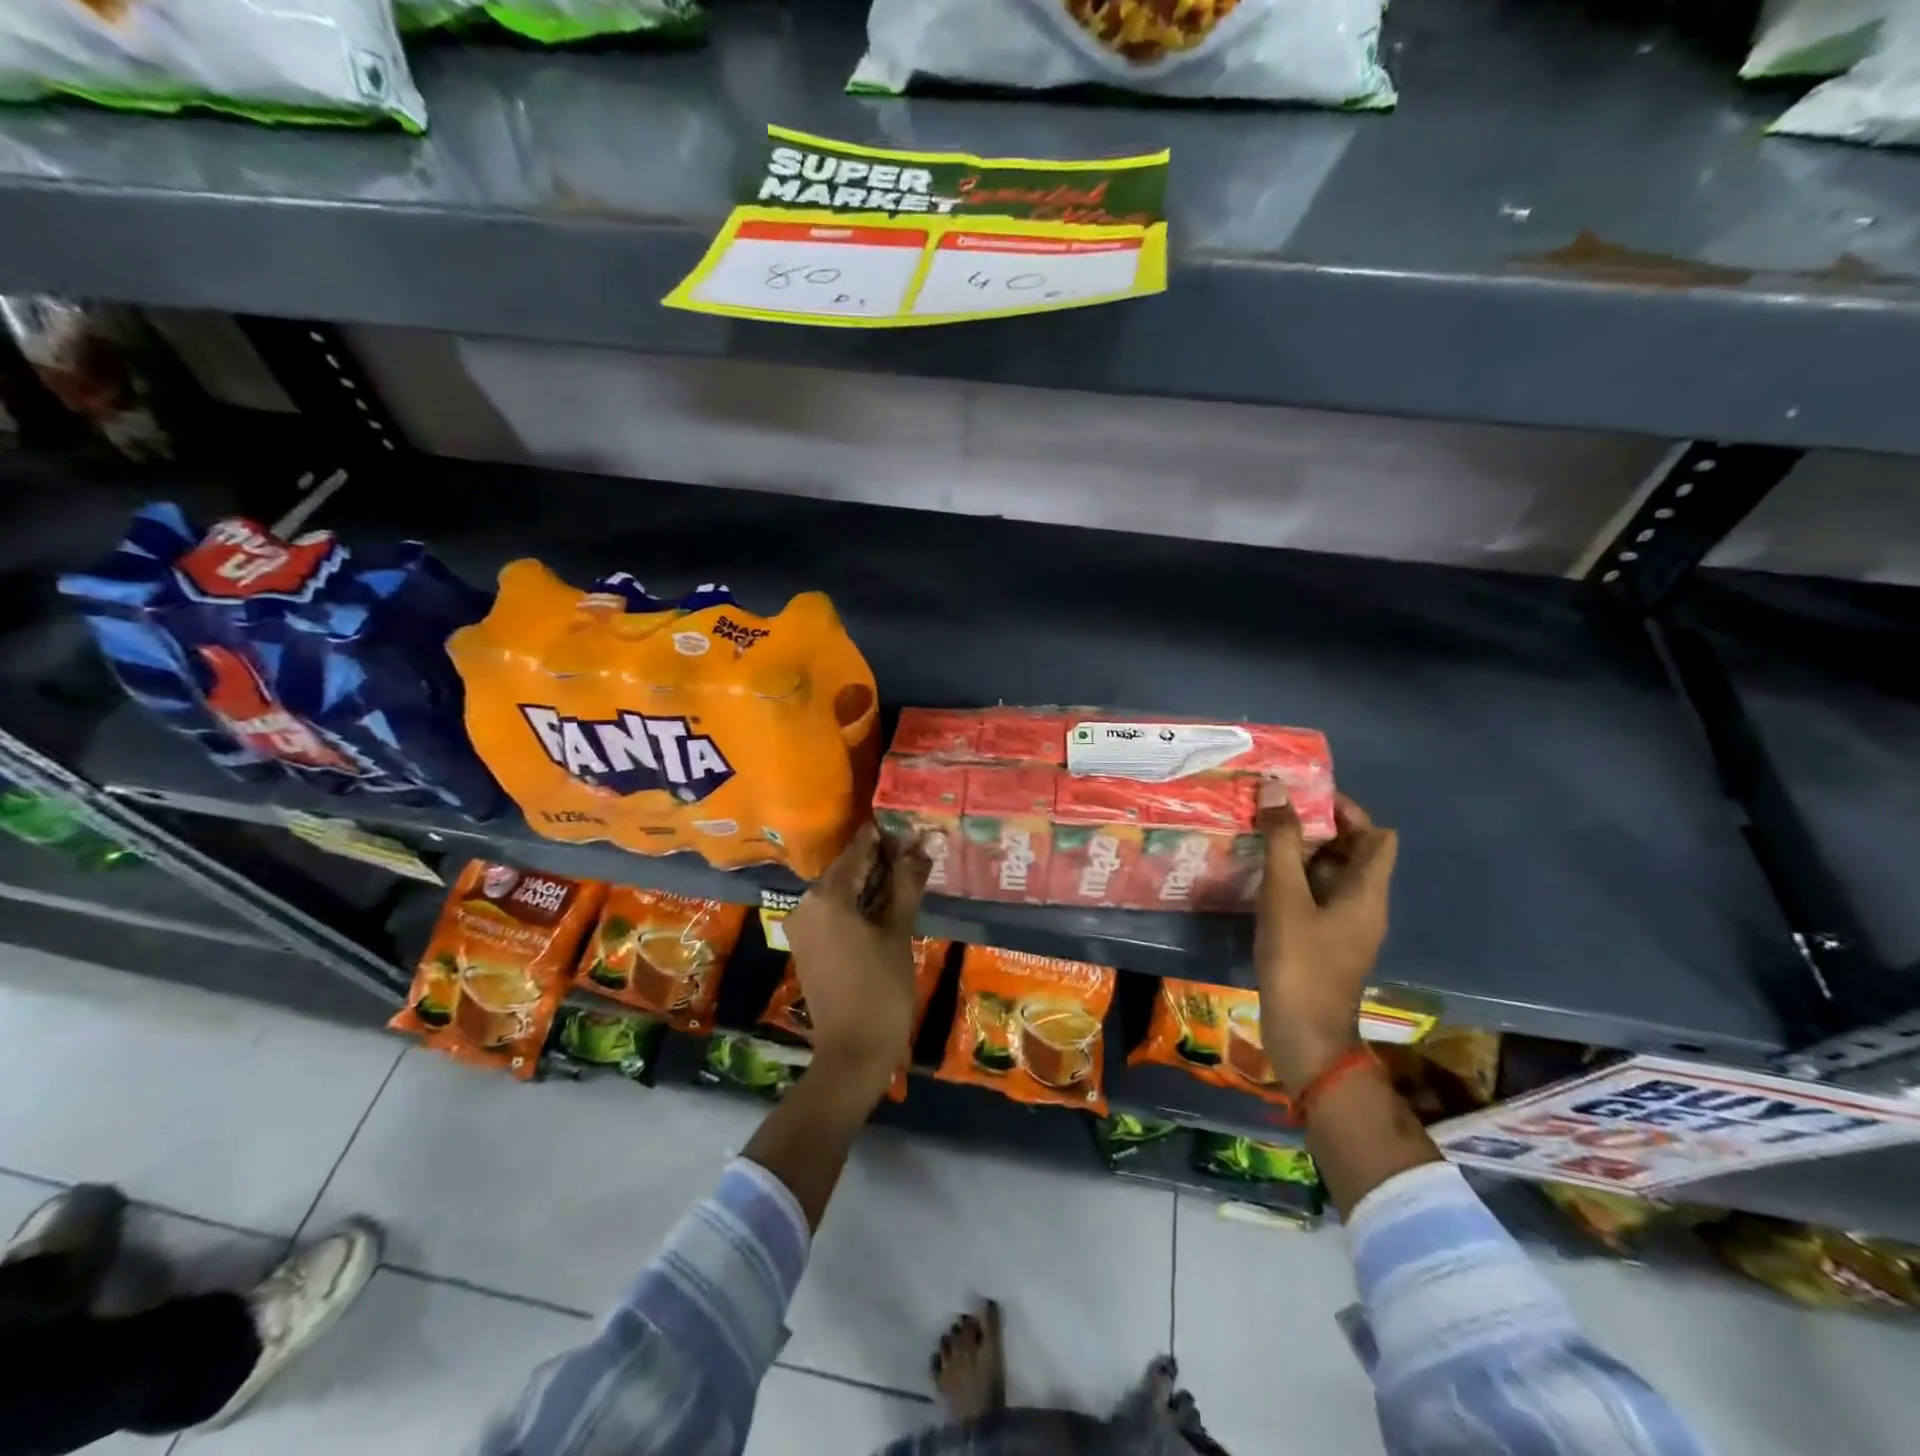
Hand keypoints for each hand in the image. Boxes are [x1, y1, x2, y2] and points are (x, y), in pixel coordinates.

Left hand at [785, 821, 931, 1097]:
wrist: (853, 1052)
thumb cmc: (881, 989)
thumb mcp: (898, 932)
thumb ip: (906, 885)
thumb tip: (920, 847)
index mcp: (826, 897)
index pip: (857, 853)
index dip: (882, 839)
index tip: (905, 826)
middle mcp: (806, 904)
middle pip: (846, 871)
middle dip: (877, 862)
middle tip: (912, 853)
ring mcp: (801, 927)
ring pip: (839, 892)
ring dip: (869, 884)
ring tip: (904, 877)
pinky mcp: (806, 945)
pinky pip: (832, 912)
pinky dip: (856, 906)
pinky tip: (884, 905)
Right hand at [1253, 783, 1398, 1090]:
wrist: (1304, 1033)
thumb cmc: (1299, 961)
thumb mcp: (1285, 896)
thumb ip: (1282, 843)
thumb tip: (1276, 789)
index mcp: (1368, 891)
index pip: (1377, 835)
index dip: (1348, 811)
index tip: (1307, 796)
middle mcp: (1366, 904)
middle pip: (1353, 852)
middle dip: (1318, 827)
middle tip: (1275, 810)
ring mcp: (1347, 925)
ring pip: (1332, 875)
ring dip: (1304, 853)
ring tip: (1263, 834)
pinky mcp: (1327, 940)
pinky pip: (1317, 896)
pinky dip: (1296, 879)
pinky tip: (1262, 875)